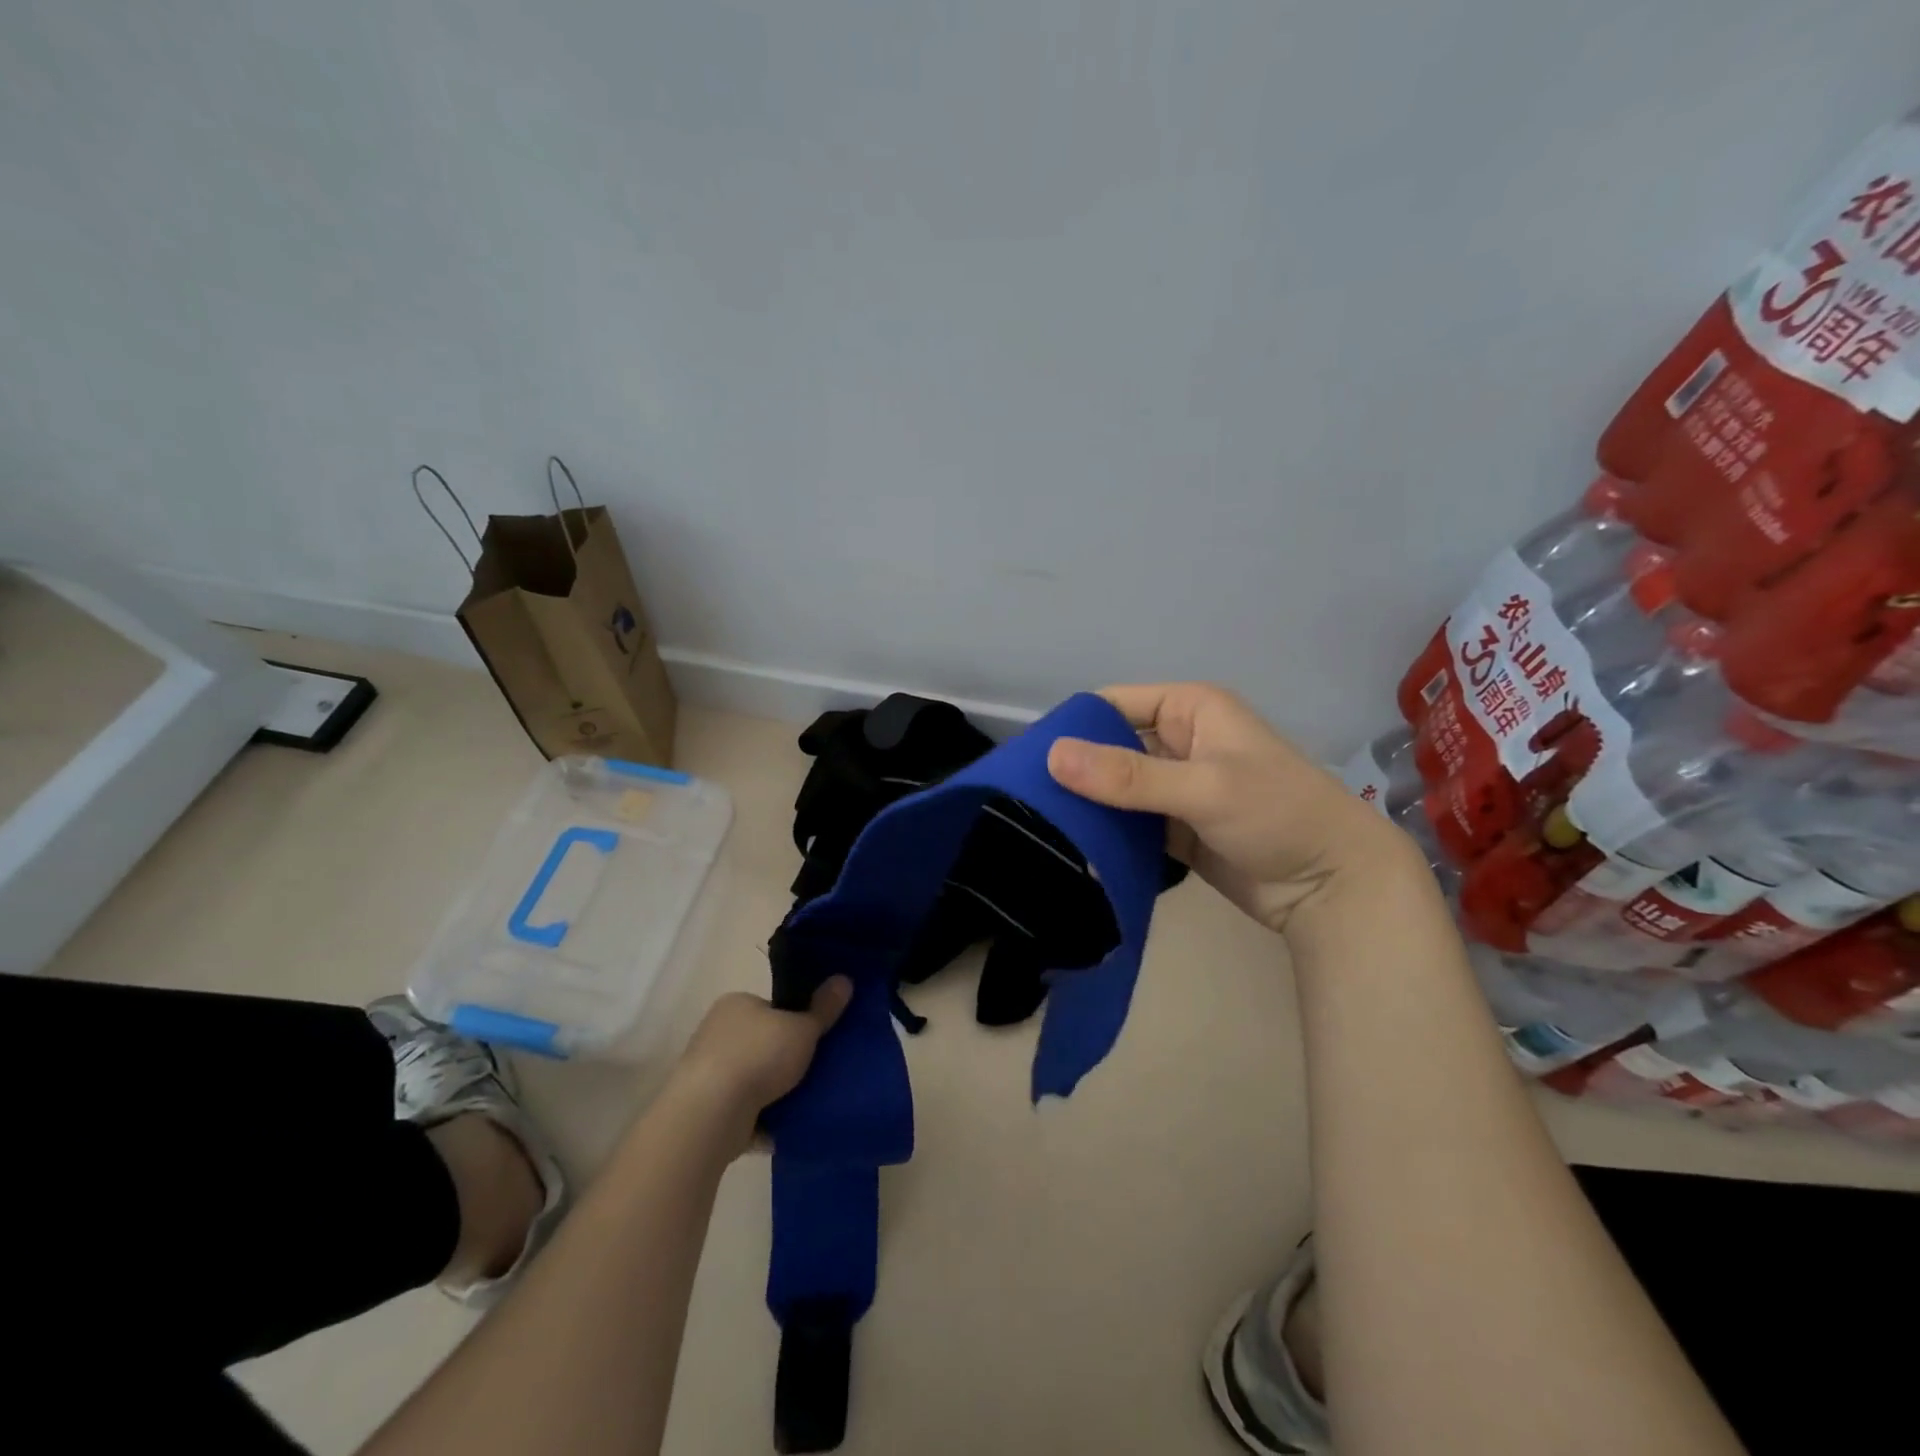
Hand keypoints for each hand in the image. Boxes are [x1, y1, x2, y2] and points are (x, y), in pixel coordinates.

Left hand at [666, 979, 851, 1153]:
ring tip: (808, 1100)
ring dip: (775, 1091)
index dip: (796, 1020)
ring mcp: (709, 1073)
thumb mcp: (802, 1028)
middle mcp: (718, 1033)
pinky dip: (763, 1118)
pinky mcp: (708, 1110)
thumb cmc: (758, 1056)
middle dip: (787, 1058)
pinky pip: (745, 1111)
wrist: (711, 1114)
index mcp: (737, 1005)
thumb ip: (823, 1009)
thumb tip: (844, 979)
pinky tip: (787, 1127)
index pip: (772, 1008)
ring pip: (754, 1079)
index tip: (816, 1038)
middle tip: (817, 1069)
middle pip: (764, 1043)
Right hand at [1047, 683, 1424, 934]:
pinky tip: (1072, 849)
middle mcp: (1179, 742)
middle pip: (1110, 748)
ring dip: (1087, 805)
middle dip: (1073, 770)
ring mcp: (1176, 787)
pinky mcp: (1175, 828)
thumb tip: (1051, 755)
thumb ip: (1128, 775)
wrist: (1333, 887)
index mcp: (1189, 709)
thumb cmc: (1278, 814)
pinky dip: (1106, 833)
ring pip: (1116, 788)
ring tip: (1035, 826)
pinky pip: (1129, 823)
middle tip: (1022, 798)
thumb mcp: (1204, 787)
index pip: (1114, 704)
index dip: (1073, 726)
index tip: (1026, 759)